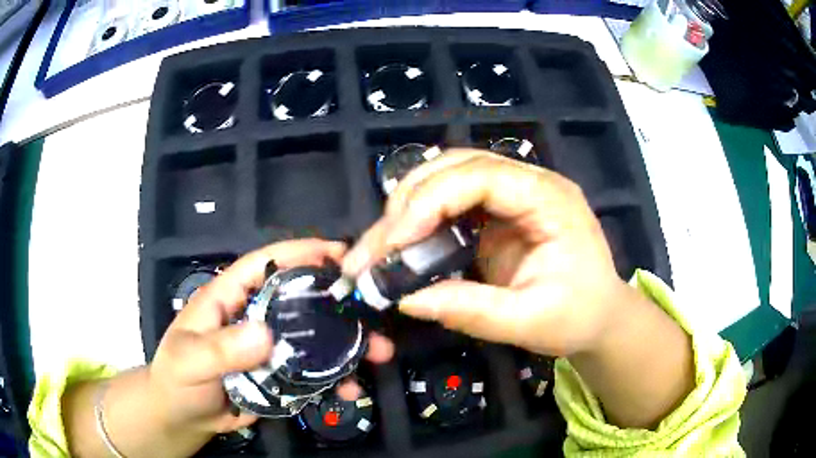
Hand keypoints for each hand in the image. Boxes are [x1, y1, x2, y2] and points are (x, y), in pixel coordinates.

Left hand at [148, 239, 392, 439]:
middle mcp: (254, 316)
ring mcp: (269, 348)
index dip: (298, 252)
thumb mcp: (191, 361)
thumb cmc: (177, 380)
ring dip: (347, 344)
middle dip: (337, 303)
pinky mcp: (280, 375)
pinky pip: (313, 371)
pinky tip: (351, 389)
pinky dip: (335, 378)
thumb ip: (222, 349)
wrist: (184, 417)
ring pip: (313, 337)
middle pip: (299, 300)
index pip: (263, 264)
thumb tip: (266, 334)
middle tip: (372, 312)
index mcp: (228, 298)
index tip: (337, 251)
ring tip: (378, 354)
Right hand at [342, 149, 629, 357]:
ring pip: (447, 178)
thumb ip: (471, 311)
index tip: (393, 243)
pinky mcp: (498, 212)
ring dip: (408, 208)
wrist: (601, 317)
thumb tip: (405, 299)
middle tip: (375, 248)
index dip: (430, 202)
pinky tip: (404, 245)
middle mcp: (529, 183)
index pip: (481, 177)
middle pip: (456, 166)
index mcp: (549, 198)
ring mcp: (513, 194)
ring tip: (381, 247)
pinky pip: (451, 202)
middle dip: (408, 203)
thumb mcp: (531, 322)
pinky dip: (421, 220)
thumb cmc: (579, 317)